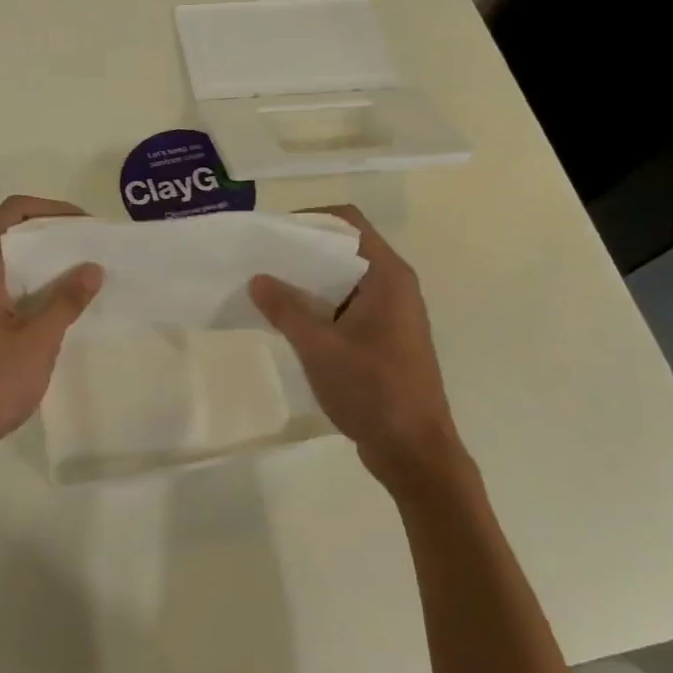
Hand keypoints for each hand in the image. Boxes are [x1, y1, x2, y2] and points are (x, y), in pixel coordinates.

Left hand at [0, 195, 101, 485]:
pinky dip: (35, 293)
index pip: (14, 211)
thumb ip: (66, 300)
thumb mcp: (37, 340)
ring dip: (47, 269)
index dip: (52, 210)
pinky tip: (65, 312)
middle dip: (55, 239)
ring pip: (12, 267)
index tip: (88, 227)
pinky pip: (8, 294)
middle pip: (14, 236)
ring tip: (88, 279)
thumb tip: (92, 267)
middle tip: (96, 252)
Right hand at [250, 205, 461, 495]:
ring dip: (308, 282)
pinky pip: (347, 306)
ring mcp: (390, 313)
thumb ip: (286, 309)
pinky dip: (319, 306)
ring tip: (266, 288)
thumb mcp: (320, 347)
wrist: (415, 452)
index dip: (309, 220)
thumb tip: (257, 278)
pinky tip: (288, 321)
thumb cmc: (373, 391)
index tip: (272, 234)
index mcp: (387, 275)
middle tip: (259, 260)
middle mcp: (393, 285)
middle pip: (343, 249)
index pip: (347, 223)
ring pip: (343, 280)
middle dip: (301, 252)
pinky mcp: (384, 338)